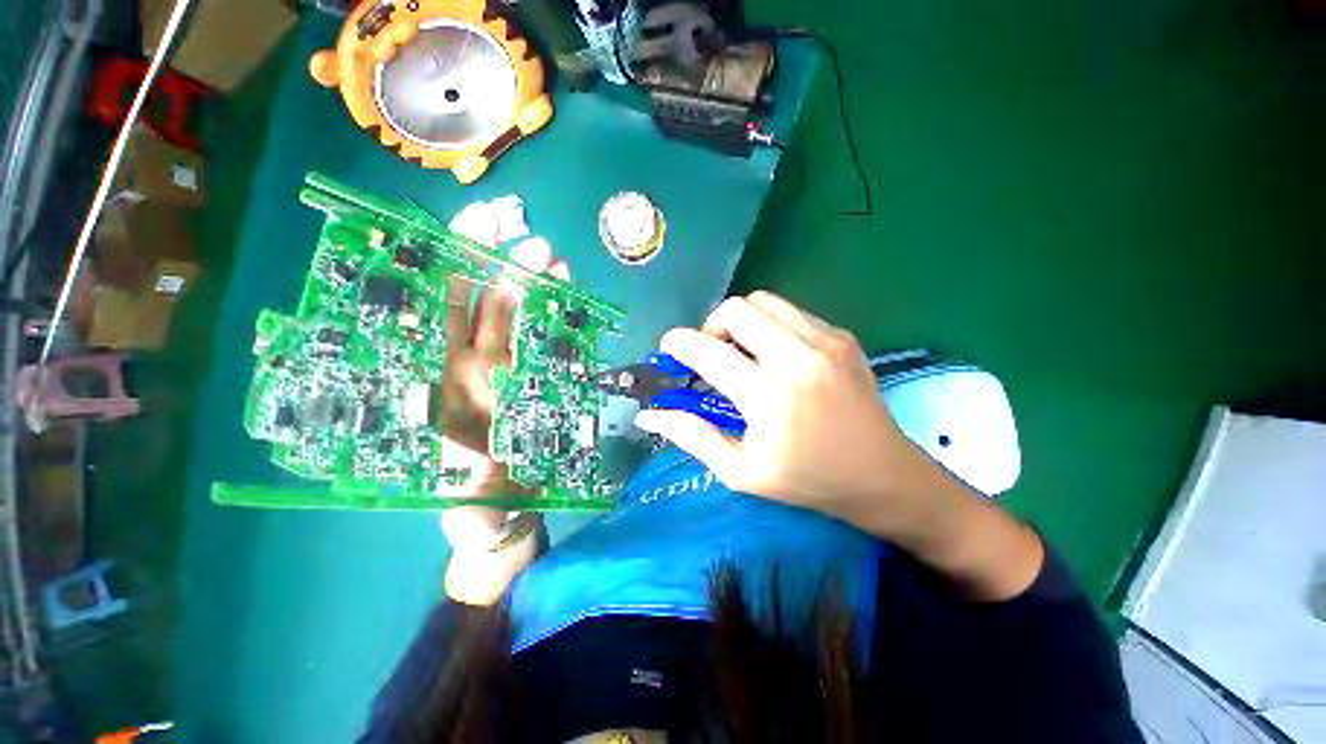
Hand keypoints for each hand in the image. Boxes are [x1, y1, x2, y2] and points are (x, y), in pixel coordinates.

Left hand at [437, 238, 566, 604]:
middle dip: (495, 266)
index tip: (459, 239)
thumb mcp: (463, 494)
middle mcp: (469, 369)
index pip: (437, 321)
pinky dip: (554, 312)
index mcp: (439, 386)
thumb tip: (473, 456)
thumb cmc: (476, 500)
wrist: (504, 508)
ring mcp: (506, 370)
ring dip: (530, 283)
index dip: (446, 278)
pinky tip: (567, 290)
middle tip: (520, 233)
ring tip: (551, 256)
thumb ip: (465, 478)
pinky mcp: (535, 377)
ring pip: (514, 316)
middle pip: (478, 306)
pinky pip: (543, 339)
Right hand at [635, 291, 920, 524]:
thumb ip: (692, 435)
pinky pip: (790, 311)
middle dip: (710, 327)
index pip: (707, 350)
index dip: (677, 343)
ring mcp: (825, 342)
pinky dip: (769, 325)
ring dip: (740, 322)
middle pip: (735, 309)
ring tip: (741, 352)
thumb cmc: (807, 480)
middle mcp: (798, 359)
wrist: (883, 475)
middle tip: (712, 356)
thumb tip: (649, 412)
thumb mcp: (740, 471)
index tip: (669, 352)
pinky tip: (774, 355)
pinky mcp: (842, 336)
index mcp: (770, 398)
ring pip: (763, 301)